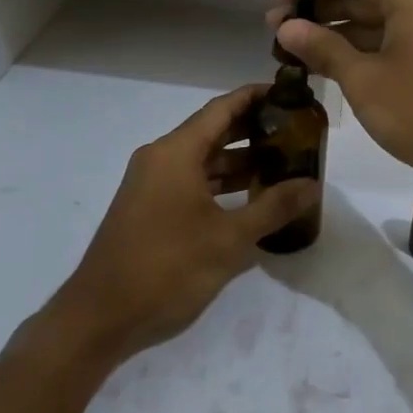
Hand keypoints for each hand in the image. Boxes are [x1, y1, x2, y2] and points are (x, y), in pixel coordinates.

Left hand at [38, 86, 319, 364]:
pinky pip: (190, 182)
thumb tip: (312, 185)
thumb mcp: (229, 240)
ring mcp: (151, 185)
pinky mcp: (148, 209)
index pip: (222, 108)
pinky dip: (220, 184)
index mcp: (176, 153)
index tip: (288, 95)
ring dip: (239, 161)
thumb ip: (273, 208)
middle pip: (212, 131)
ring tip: (282, 164)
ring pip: (202, 160)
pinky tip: (250, 199)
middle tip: (295, 132)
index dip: (255, 97)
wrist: (100, 318)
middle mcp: (160, 158)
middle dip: (253, 130)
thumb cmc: (167, 269)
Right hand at [268, 0, 412, 199]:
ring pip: (373, 24)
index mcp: (412, 4)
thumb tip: (286, 27)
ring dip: (333, 31)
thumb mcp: (364, 80)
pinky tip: (322, 66)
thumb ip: (324, 48)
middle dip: (320, 8)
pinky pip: (383, 46)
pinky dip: (353, 52)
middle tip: (276, 25)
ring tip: (291, 45)